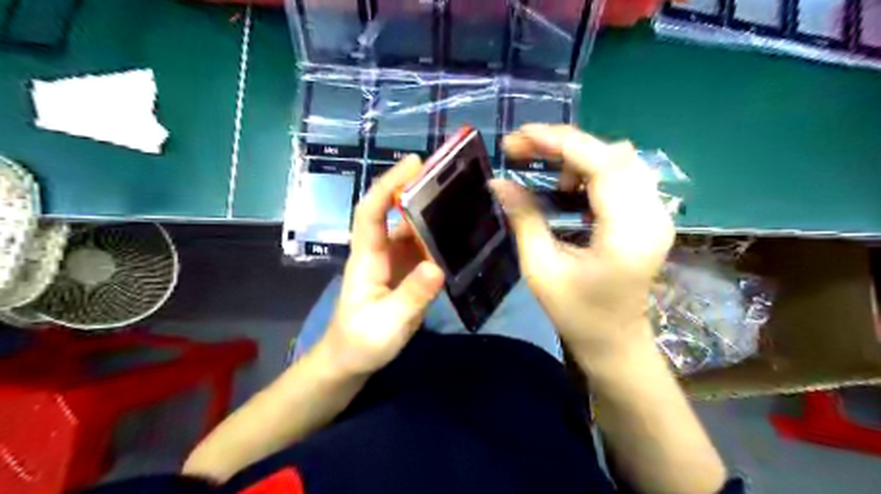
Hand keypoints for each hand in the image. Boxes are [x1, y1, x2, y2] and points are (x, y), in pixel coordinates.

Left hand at [317, 156, 444, 375]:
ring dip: (433, 213)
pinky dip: (440, 238)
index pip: (372, 211)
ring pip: (413, 229)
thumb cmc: (361, 342)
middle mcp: (381, 252)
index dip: (389, 184)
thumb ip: (412, 296)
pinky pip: (425, 249)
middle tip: (450, 175)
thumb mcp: (387, 323)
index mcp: (368, 257)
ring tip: (464, 199)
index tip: (414, 163)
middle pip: (396, 213)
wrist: (352, 361)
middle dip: (417, 190)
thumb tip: (437, 267)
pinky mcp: (407, 274)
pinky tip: (462, 235)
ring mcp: (395, 262)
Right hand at [493, 125, 671, 359]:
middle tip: (522, 151)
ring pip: (621, 159)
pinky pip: (624, 175)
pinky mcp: (650, 217)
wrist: (615, 342)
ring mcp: (657, 214)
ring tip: (546, 174)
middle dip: (563, 145)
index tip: (520, 136)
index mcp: (628, 233)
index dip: (560, 142)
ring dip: (578, 157)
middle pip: (614, 154)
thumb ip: (523, 219)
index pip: (602, 165)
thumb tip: (499, 182)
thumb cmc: (577, 314)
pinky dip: (591, 170)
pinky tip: (568, 187)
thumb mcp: (541, 269)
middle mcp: (652, 215)